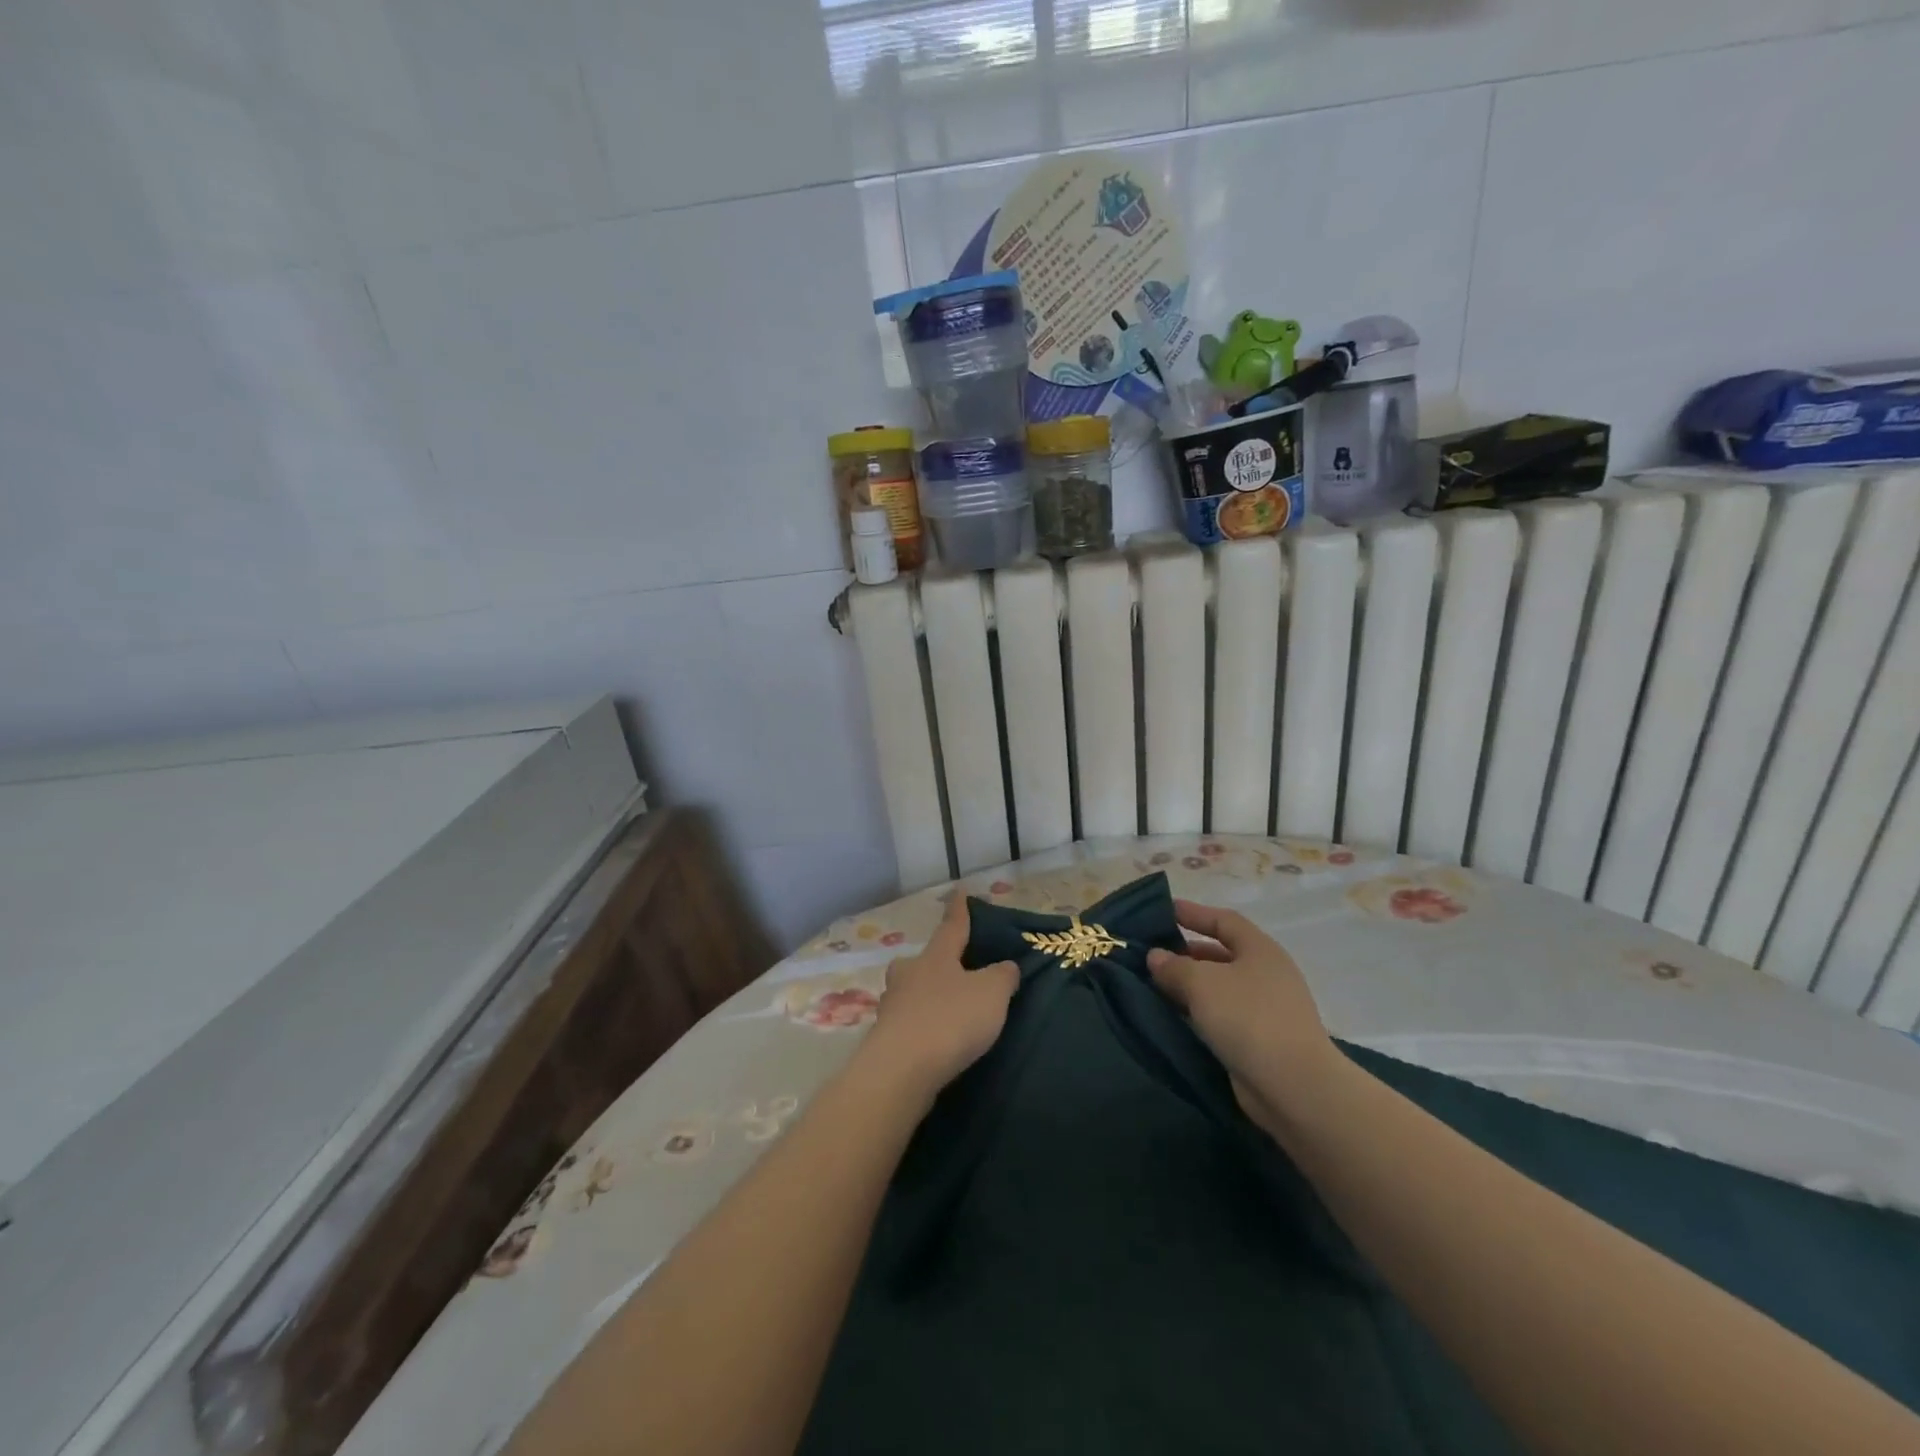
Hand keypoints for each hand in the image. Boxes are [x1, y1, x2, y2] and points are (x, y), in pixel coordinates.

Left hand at [859, 892, 1018, 1103]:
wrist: (900, 1071)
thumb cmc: (950, 1020)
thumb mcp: (991, 993)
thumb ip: (1002, 976)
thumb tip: (1004, 966)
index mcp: (936, 957)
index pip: (952, 926)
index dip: (960, 910)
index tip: (959, 891)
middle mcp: (909, 974)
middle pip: (923, 961)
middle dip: (935, 962)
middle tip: (952, 968)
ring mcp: (892, 1006)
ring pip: (912, 991)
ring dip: (926, 996)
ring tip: (946, 1009)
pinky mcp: (885, 1039)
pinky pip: (909, 1023)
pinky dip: (921, 1026)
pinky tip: (934, 1040)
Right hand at [1147, 899, 1336, 1130]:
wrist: (1294, 1087)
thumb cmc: (1248, 1018)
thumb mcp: (1202, 983)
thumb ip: (1174, 966)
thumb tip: (1156, 957)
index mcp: (1260, 949)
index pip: (1224, 920)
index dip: (1194, 913)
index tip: (1164, 911)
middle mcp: (1266, 974)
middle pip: (1221, 954)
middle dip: (1186, 953)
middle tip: (1151, 954)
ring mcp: (1266, 1009)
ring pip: (1219, 988)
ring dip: (1189, 986)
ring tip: (1154, 986)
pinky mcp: (1260, 1041)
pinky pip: (1222, 1016)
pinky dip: (1198, 1012)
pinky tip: (1173, 1017)